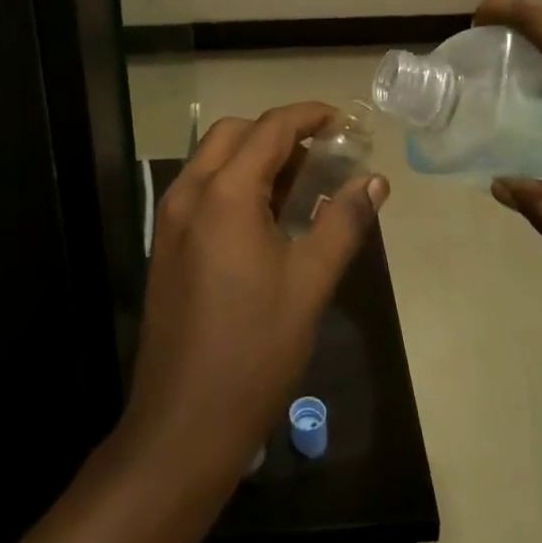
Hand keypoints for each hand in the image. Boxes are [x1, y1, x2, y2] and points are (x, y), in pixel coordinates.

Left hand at [122, 103, 388, 477]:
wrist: (183, 426)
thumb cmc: (254, 351)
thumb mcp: (310, 284)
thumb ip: (343, 222)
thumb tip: (374, 181)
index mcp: (225, 195)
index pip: (269, 129)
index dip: (308, 116)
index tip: (342, 122)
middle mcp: (190, 194)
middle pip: (234, 133)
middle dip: (278, 132)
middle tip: (321, 154)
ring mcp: (171, 220)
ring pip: (214, 159)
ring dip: (255, 156)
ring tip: (300, 184)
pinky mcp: (166, 245)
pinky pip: (203, 188)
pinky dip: (235, 181)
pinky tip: (267, 217)